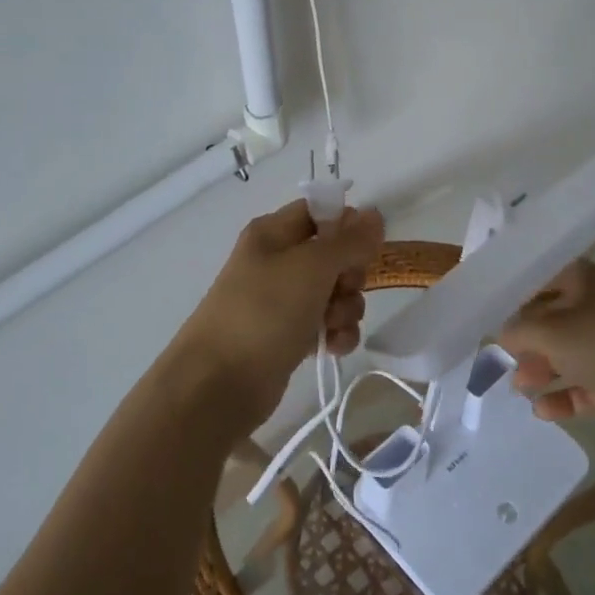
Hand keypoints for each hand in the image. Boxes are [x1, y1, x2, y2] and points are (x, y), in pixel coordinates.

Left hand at [167, 199, 384, 433]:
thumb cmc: (265, 311)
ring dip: (346, 309)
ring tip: (333, 326)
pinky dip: (335, 334)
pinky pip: (326, 325)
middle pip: (333, 254)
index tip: (365, 247)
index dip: (346, 225)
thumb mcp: (312, 266)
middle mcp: (277, 261)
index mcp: (273, 233)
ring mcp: (282, 301)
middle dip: (350, 274)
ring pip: (334, 292)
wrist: (220, 382)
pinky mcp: (288, 336)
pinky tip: (333, 347)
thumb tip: (374, 214)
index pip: (320, 211)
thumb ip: (349, 240)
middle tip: (343, 289)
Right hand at [497, 260, 594, 441]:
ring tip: (519, 388)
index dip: (520, 291)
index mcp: (589, 282)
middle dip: (528, 339)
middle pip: (556, 318)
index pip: (547, 276)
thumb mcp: (550, 332)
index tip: (493, 309)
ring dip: (543, 369)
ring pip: (571, 354)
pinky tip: (543, 411)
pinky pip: (587, 385)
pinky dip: (565, 396)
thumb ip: (519, 330)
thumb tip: (505, 336)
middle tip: (504, 356)